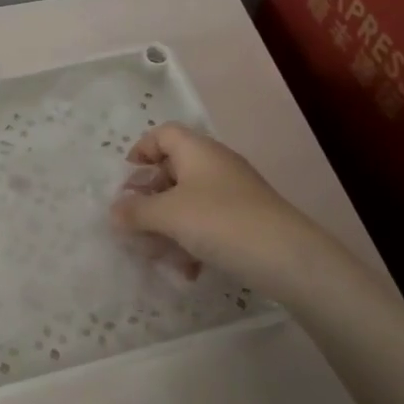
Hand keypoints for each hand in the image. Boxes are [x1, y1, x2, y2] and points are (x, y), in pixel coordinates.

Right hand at [110, 124, 327, 296]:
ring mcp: (232, 193)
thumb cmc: (220, 222)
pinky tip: (188, 269)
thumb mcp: (168, 215)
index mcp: (196, 151)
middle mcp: (215, 165)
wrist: (288, 257)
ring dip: (167, 225)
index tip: (125, 179)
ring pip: (188, 202)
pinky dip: (192, 241)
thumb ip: (135, 211)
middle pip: (172, 170)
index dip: (140, 151)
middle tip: (132, 220)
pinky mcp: (245, 220)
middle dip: (149, 197)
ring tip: (155, 253)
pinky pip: (207, 223)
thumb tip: (115, 211)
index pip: (162, 134)